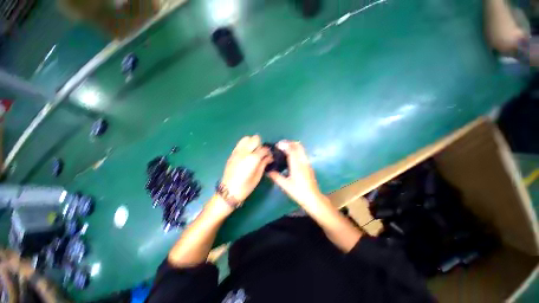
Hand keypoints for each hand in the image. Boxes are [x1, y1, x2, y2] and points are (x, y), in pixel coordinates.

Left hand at [220, 135, 272, 203]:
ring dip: (252, 143)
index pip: (263, 149)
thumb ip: (263, 164)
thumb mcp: (258, 176)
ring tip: (253, 152)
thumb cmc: (245, 186)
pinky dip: (245, 145)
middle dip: (260, 145)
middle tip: (261, 153)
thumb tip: (269, 157)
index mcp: (252, 158)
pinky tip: (246, 154)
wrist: (228, 191)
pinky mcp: (232, 154)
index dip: (268, 152)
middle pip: (255, 139)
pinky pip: (240, 144)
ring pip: (246, 138)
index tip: (270, 157)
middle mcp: (244, 152)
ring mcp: (237, 152)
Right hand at [267, 141, 324, 207]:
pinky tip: (291, 157)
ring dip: (293, 146)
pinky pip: (302, 153)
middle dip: (289, 142)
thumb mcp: (285, 185)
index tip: (277, 145)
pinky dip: (296, 150)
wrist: (313, 198)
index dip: (284, 145)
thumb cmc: (298, 192)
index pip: (291, 150)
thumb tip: (268, 171)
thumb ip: (276, 177)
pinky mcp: (309, 165)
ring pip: (301, 149)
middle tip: (281, 145)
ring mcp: (307, 163)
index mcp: (297, 165)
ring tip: (285, 149)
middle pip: (298, 146)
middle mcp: (303, 161)